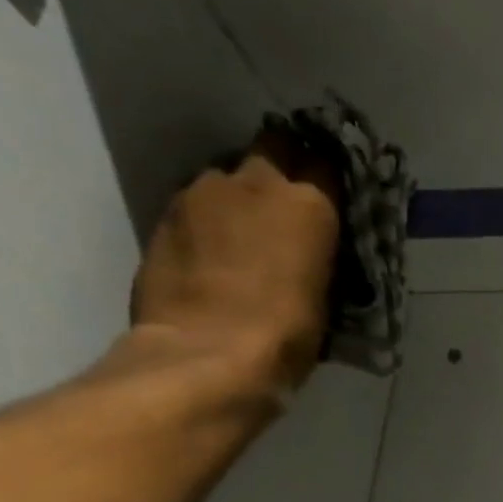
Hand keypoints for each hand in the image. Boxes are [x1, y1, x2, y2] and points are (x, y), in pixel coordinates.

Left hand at [129, 127, 341, 395]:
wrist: (207, 355)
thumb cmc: (287, 335)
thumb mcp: (326, 297)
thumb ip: (319, 256)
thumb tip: (315, 249)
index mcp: (307, 204)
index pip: (328, 164)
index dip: (332, 178)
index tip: (336, 196)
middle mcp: (255, 182)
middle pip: (275, 146)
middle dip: (286, 163)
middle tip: (293, 200)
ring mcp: (202, 192)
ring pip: (231, 173)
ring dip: (244, 194)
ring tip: (250, 231)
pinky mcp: (166, 213)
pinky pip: (199, 201)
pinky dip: (213, 217)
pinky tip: (218, 250)